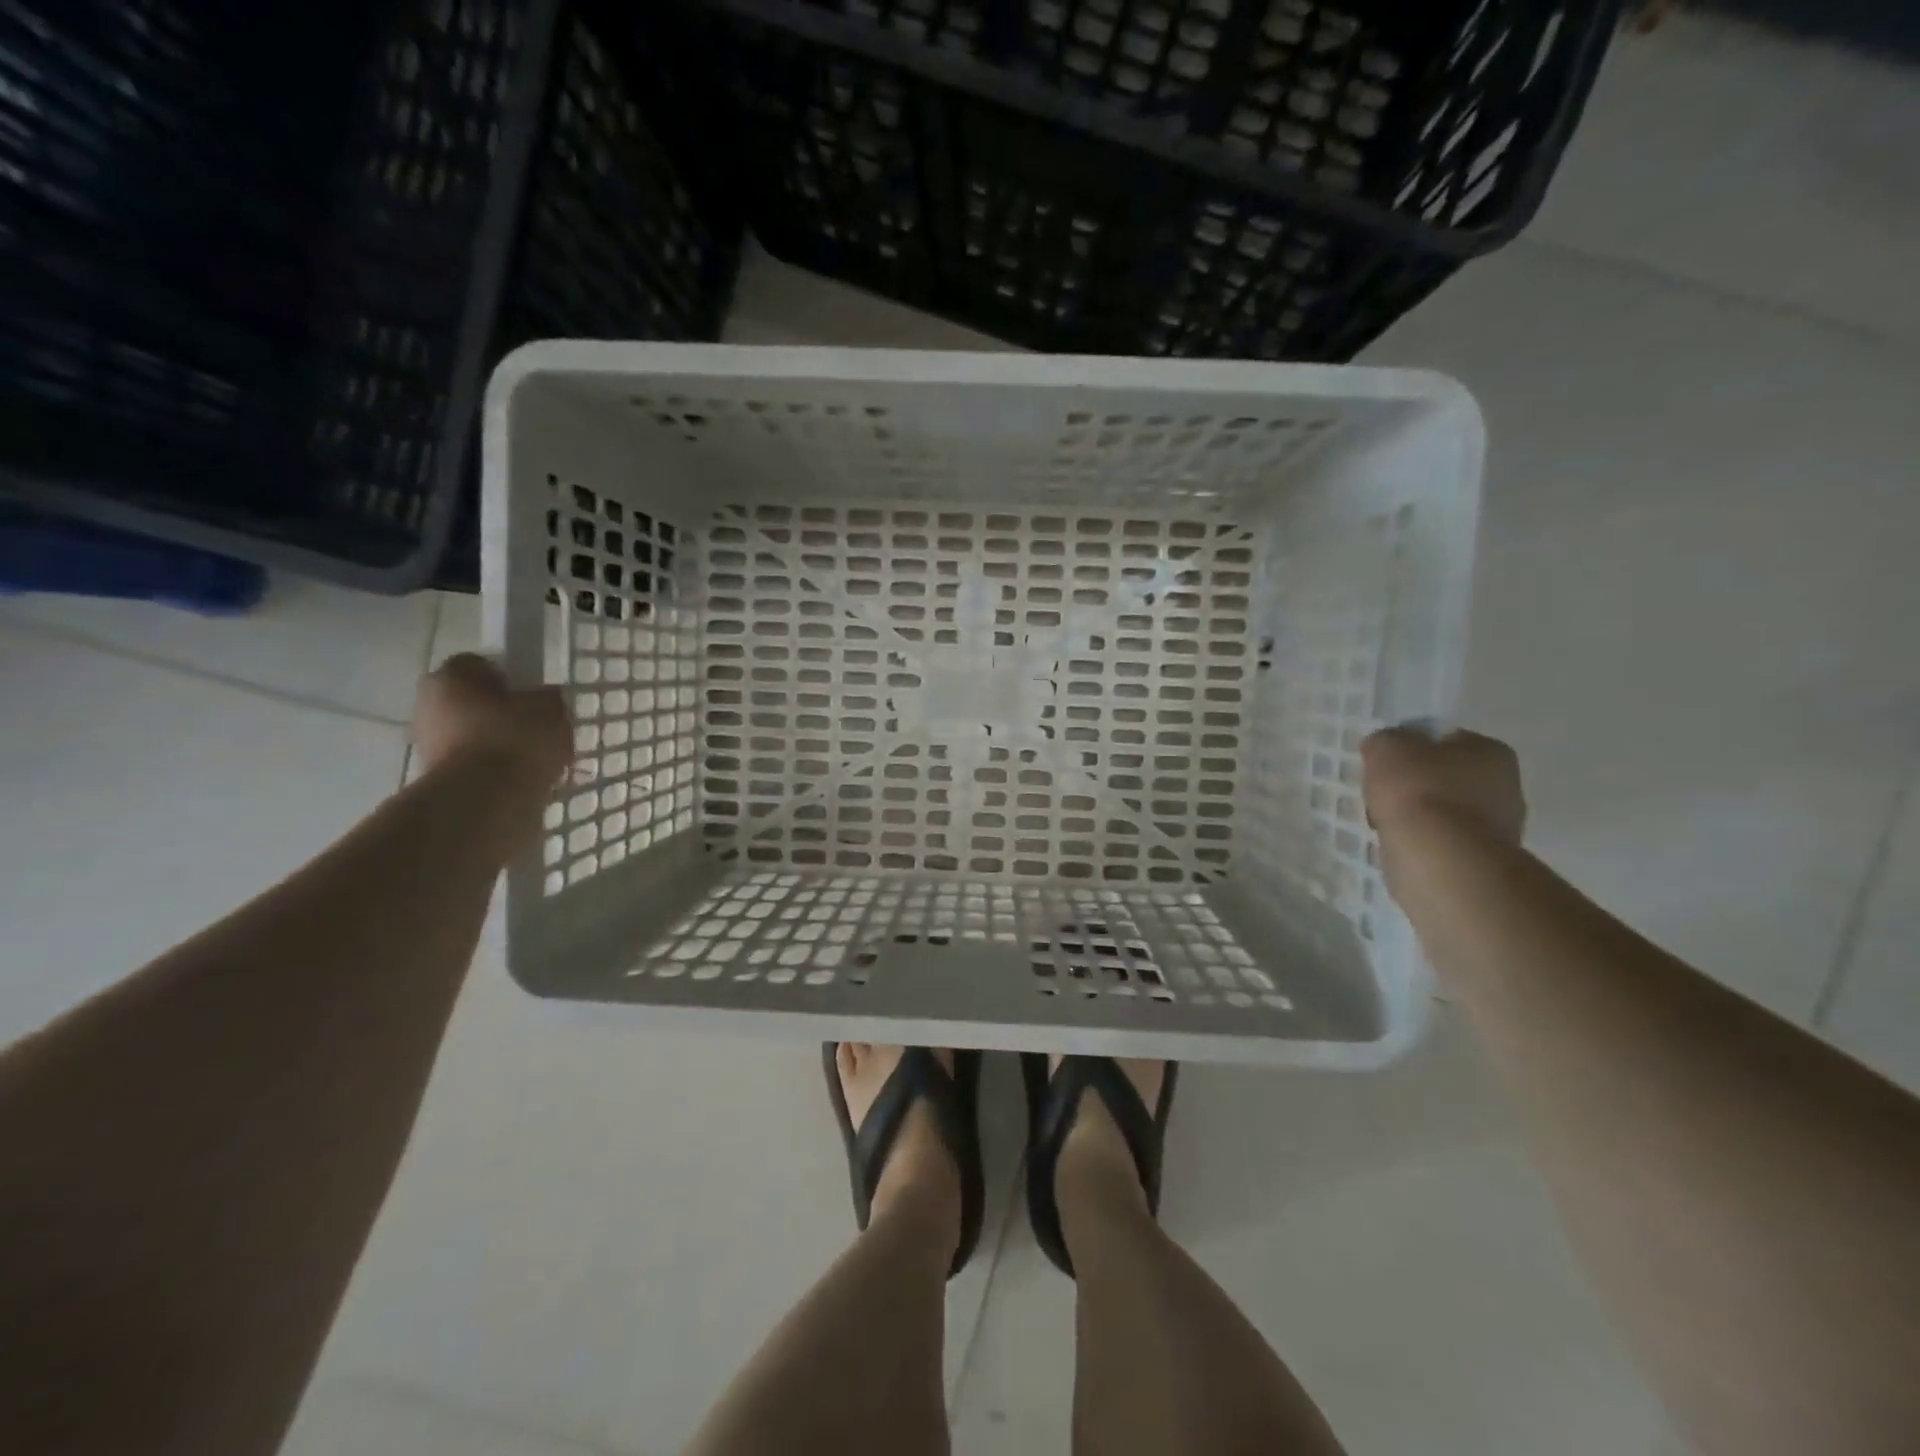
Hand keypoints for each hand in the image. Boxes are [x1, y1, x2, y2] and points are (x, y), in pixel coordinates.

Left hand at [412, 654, 572, 783]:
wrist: (485, 800)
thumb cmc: (516, 739)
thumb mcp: (551, 708)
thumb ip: (546, 698)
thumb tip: (542, 699)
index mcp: (452, 675)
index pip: (481, 665)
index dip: (510, 678)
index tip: (532, 696)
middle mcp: (429, 703)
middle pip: (471, 700)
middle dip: (499, 712)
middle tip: (534, 727)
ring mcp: (427, 742)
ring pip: (471, 734)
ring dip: (495, 742)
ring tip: (532, 758)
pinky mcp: (434, 776)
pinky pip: (472, 763)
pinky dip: (492, 769)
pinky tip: (519, 778)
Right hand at [1361, 726, 1525, 846]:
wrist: (1439, 856)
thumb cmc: (1417, 790)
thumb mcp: (1386, 747)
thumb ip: (1385, 741)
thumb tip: (1384, 747)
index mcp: (1490, 750)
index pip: (1448, 741)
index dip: (1415, 749)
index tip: (1390, 764)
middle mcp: (1507, 785)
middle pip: (1449, 778)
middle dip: (1420, 785)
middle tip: (1386, 794)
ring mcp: (1500, 827)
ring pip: (1447, 812)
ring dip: (1421, 816)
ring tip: (1389, 824)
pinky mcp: (1484, 859)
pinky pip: (1445, 841)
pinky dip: (1424, 842)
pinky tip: (1403, 844)